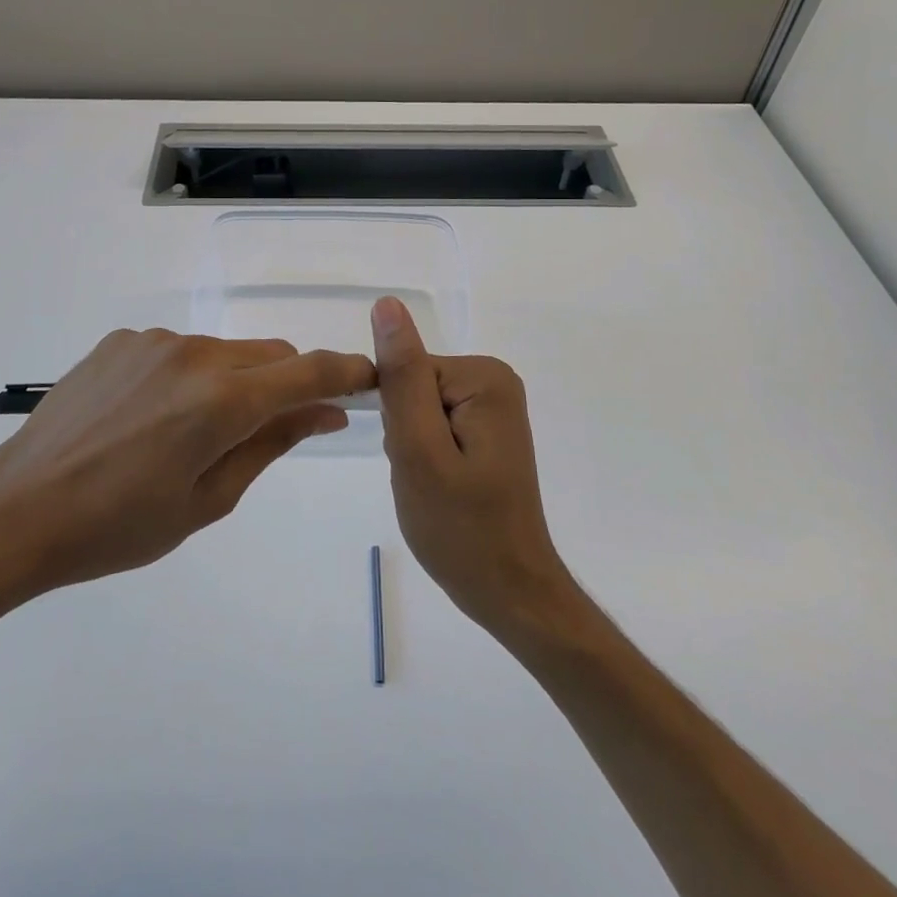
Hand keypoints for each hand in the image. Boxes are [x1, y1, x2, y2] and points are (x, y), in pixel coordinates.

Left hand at [0, 329, 376, 627]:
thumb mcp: (208, 501)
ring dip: (234, 381)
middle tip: (271, 430)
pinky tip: (150, 417)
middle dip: (287, 384)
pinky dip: (189, 376)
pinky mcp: (121, 340)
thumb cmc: (118, 527)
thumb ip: (272, 444)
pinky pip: (178, 351)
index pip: (309, 371)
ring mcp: (154, 341)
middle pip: (271, 355)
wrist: (15, 510)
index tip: (368, 380)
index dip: (347, 372)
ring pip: (226, 352)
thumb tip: (325, 412)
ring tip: (191, 433)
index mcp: (223, 400)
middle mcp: (195, 354)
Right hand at [370, 296, 574, 640]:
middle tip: (424, 479)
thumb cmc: (460, 528)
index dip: (395, 418)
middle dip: (404, 434)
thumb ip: (402, 376)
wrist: (509, 591)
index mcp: (483, 378)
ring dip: (412, 448)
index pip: (407, 372)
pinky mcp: (488, 431)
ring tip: (433, 487)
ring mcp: (494, 407)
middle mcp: (495, 381)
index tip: (411, 460)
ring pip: (419, 410)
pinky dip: (426, 456)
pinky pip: (435, 426)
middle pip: (414, 387)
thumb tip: (387, 305)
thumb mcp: (419, 449)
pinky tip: (442, 487)